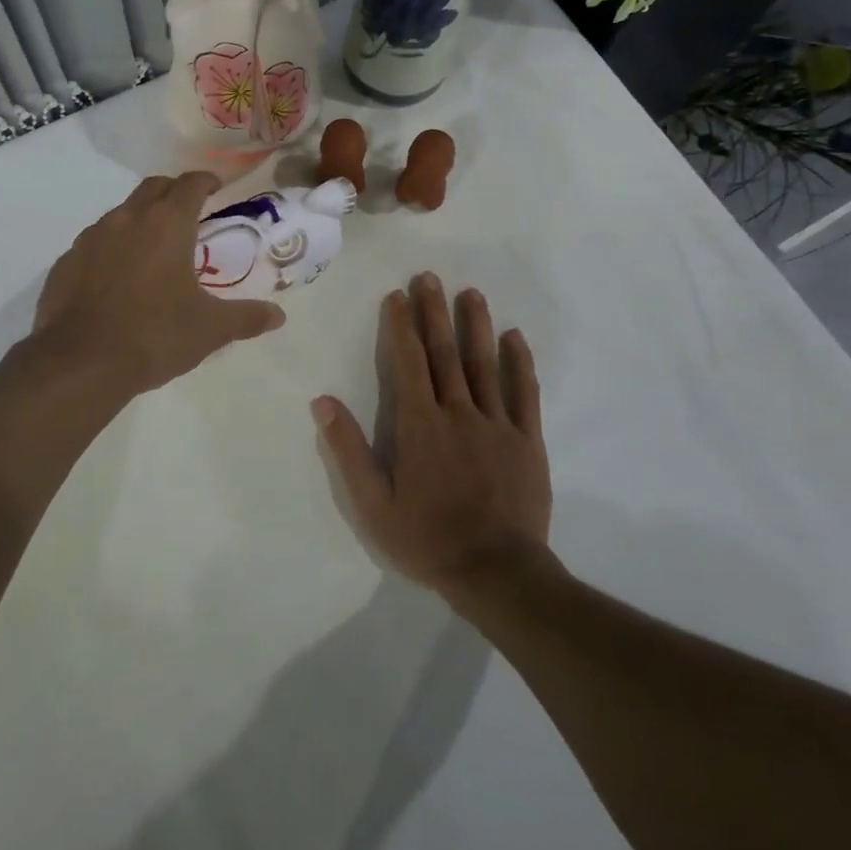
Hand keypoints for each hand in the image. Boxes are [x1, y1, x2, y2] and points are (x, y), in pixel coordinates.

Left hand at [32, 172, 284, 400]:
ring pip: (121, 213)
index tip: (215, 188)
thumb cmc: (155, 335)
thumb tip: (278, 316)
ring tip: (153, 249)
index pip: (190, 183)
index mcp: (167, 224)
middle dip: (173, 192)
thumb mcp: (210, 329)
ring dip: (140, 219)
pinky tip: (116, 278)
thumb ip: (246, 317)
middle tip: (188, 213)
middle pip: (153, 187)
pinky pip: (94, 243)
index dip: (206, 181)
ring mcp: (91, 238)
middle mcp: (127, 219)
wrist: (81, 362)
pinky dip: (111, 248)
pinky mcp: (66, 261)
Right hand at [313, 272, 550, 593]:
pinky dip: (520, 363)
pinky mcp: (527, 441)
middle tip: (429, 277)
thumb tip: (323, 402)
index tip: (397, 295)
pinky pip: (525, 394)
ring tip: (470, 293)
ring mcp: (497, 424)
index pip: (408, 362)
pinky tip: (515, 337)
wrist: (496, 573)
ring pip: (485, 364)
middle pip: (444, 353)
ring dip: (475, 326)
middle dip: (434, 312)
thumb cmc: (427, 538)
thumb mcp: (373, 503)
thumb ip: (349, 449)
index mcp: (419, 425)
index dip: (401, 326)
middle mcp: (458, 413)